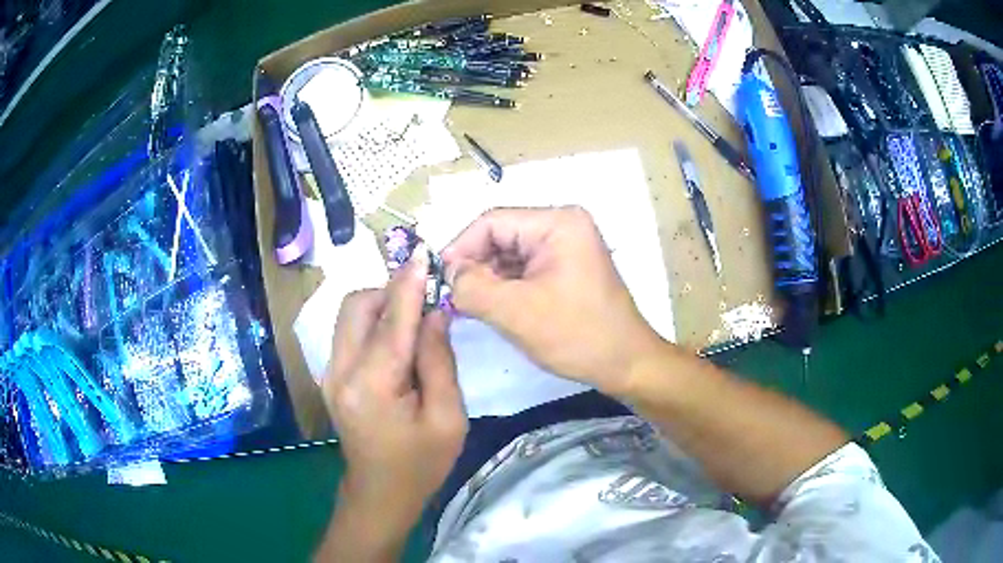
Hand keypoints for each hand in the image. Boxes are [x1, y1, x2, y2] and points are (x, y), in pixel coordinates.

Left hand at [322, 247, 466, 538]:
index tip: (424, 253)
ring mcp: (330, 374)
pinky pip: (349, 333)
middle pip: (356, 306)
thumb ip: (438, 360)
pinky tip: (397, 339)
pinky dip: (373, 323)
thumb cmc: (421, 464)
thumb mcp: (447, 418)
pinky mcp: (331, 377)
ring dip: (381, 306)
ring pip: (349, 315)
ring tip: (414, 320)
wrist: (380, 494)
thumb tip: (434, 313)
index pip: (392, 320)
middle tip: (425, 301)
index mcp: (372, 385)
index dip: (409, 283)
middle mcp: (341, 372)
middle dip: (390, 291)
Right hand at [442, 207, 665, 395]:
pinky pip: (524, 268)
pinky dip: (505, 286)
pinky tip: (492, 307)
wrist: (626, 364)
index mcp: (557, 223)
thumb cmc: (577, 335)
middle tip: (452, 298)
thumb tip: (448, 274)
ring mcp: (566, 245)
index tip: (439, 280)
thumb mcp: (516, 312)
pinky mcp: (566, 266)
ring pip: (509, 254)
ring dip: (488, 279)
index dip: (460, 248)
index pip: (492, 222)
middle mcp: (562, 225)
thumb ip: (472, 287)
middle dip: (475, 266)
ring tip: (470, 306)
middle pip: (500, 236)